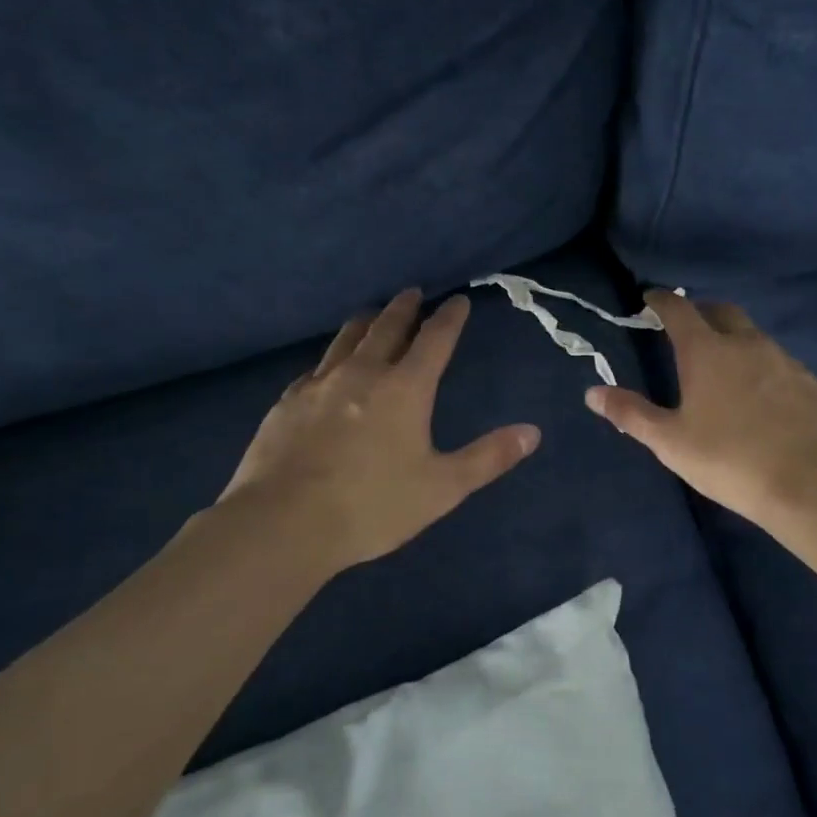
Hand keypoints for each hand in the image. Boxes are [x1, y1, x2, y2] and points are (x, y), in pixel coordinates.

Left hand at [223, 290, 540, 572]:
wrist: (283, 523)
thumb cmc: (372, 506)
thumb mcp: (442, 488)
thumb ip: (488, 457)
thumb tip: (533, 432)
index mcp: (405, 388)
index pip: (435, 339)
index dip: (450, 318)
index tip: (458, 301)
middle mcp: (362, 373)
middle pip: (387, 327)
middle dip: (404, 308)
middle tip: (413, 293)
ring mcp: (320, 384)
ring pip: (347, 339)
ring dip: (366, 322)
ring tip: (373, 314)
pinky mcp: (288, 402)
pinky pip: (316, 367)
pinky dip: (333, 357)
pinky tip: (328, 367)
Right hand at [584, 291, 816, 528]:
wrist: (810, 485)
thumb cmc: (729, 460)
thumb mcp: (670, 442)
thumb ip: (631, 414)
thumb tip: (592, 392)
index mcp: (707, 351)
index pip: (679, 310)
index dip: (661, 300)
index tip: (650, 299)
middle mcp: (747, 344)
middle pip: (721, 311)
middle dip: (701, 311)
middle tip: (686, 327)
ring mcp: (785, 360)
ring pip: (754, 335)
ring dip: (734, 338)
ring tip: (723, 362)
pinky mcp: (812, 383)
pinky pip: (780, 362)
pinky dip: (762, 365)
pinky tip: (761, 393)